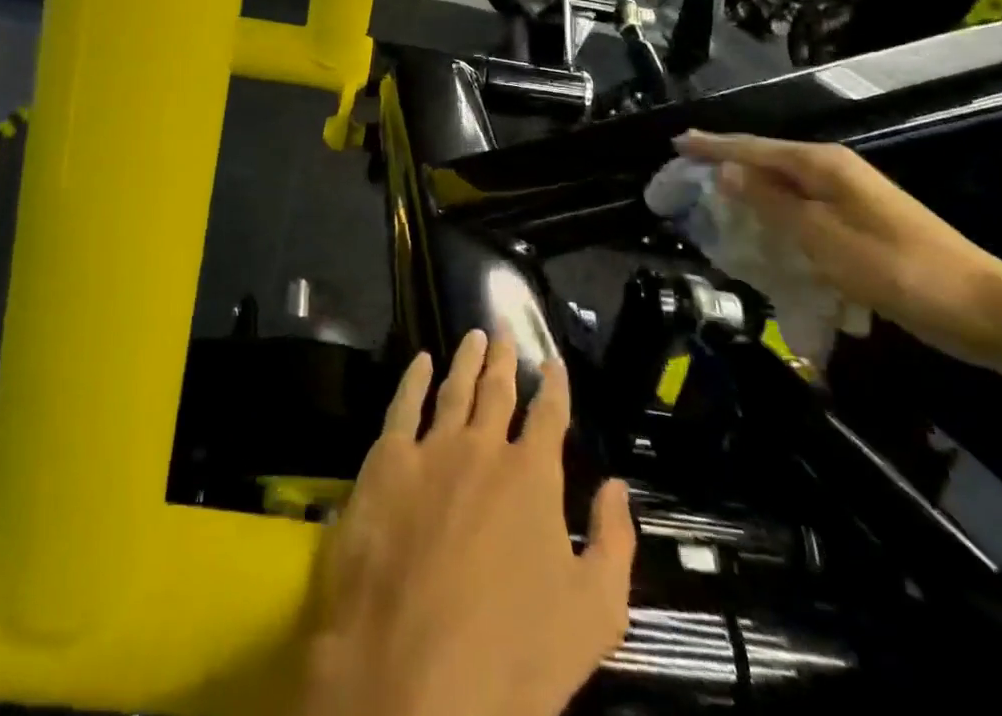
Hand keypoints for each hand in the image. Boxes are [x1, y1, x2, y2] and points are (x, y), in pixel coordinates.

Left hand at [294, 330, 635, 715]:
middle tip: (504, 327)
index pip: (550, 415)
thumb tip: (616, 486)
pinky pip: (402, 405)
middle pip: (498, 389)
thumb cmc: (512, 656)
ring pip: (453, 388)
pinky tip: (420, 362)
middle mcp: (483, 447)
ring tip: (473, 335)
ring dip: (466, 359)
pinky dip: (414, 379)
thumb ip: (613, 543)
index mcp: (532, 477)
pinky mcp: (385, 462)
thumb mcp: (593, 615)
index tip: (553, 360)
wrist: (410, 674)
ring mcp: (431, 449)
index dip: (555, 385)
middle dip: (505, 357)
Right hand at [677, 131, 1001, 367]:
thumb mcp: (821, 237)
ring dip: (750, 193)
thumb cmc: (896, 269)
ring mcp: (851, 196)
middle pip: (767, 162)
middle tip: (687, 174)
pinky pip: (803, 210)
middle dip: (727, 166)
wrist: (984, 310)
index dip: (713, 146)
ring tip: (714, 202)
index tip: (676, 143)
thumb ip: (770, 202)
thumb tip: (726, 171)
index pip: (753, 148)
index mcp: (823, 165)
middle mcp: (835, 171)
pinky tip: (763, 233)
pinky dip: (776, 216)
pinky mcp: (860, 222)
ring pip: (784, 187)